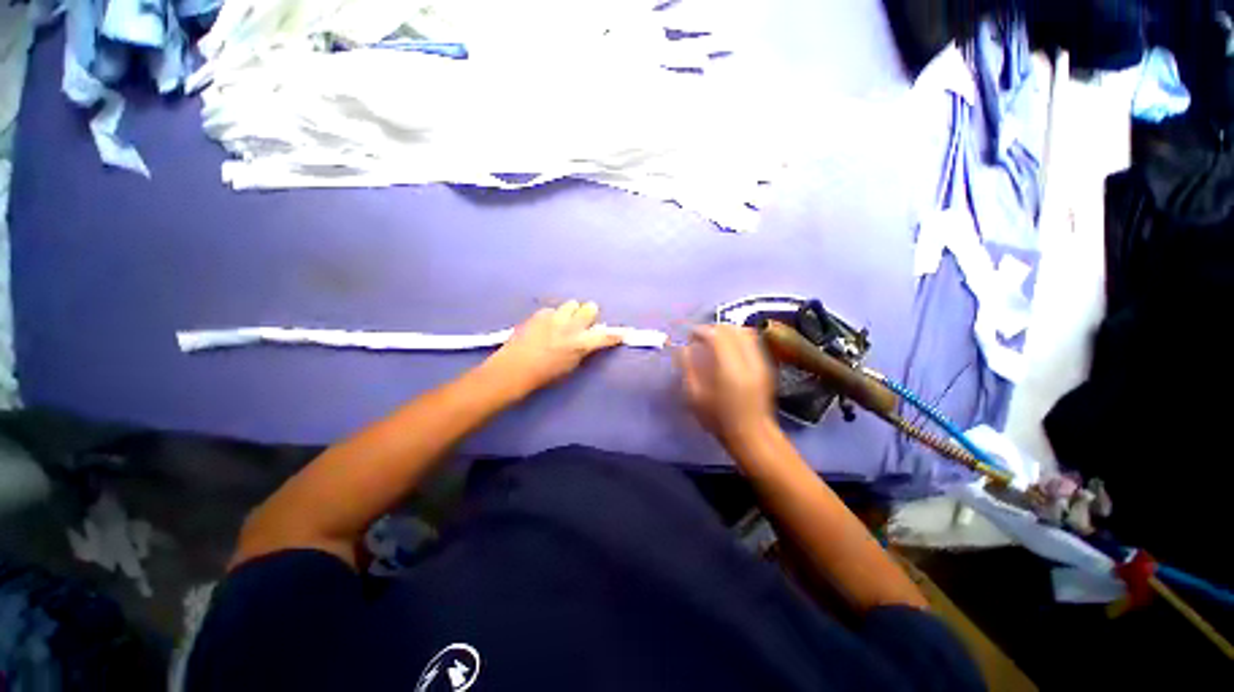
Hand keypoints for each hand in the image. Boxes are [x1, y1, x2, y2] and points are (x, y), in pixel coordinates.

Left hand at [486, 301, 622, 396]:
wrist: (514, 369)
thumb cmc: (544, 375)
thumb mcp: (570, 366)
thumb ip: (583, 350)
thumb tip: (589, 341)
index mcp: (580, 344)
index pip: (605, 336)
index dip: (616, 334)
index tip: (624, 333)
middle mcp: (570, 326)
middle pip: (589, 308)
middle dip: (589, 314)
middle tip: (583, 323)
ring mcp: (554, 317)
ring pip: (571, 304)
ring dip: (571, 312)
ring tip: (563, 322)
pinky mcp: (539, 314)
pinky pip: (552, 310)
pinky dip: (553, 316)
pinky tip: (546, 326)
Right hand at [676, 325, 775, 447]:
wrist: (752, 435)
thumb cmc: (719, 419)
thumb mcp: (695, 396)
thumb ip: (688, 368)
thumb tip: (683, 348)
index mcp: (729, 368)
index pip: (716, 335)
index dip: (700, 331)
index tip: (690, 337)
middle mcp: (748, 360)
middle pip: (732, 328)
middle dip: (713, 328)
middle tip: (700, 339)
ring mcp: (761, 361)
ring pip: (744, 331)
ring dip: (726, 331)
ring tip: (714, 342)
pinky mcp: (766, 365)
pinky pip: (752, 340)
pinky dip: (737, 338)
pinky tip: (728, 350)